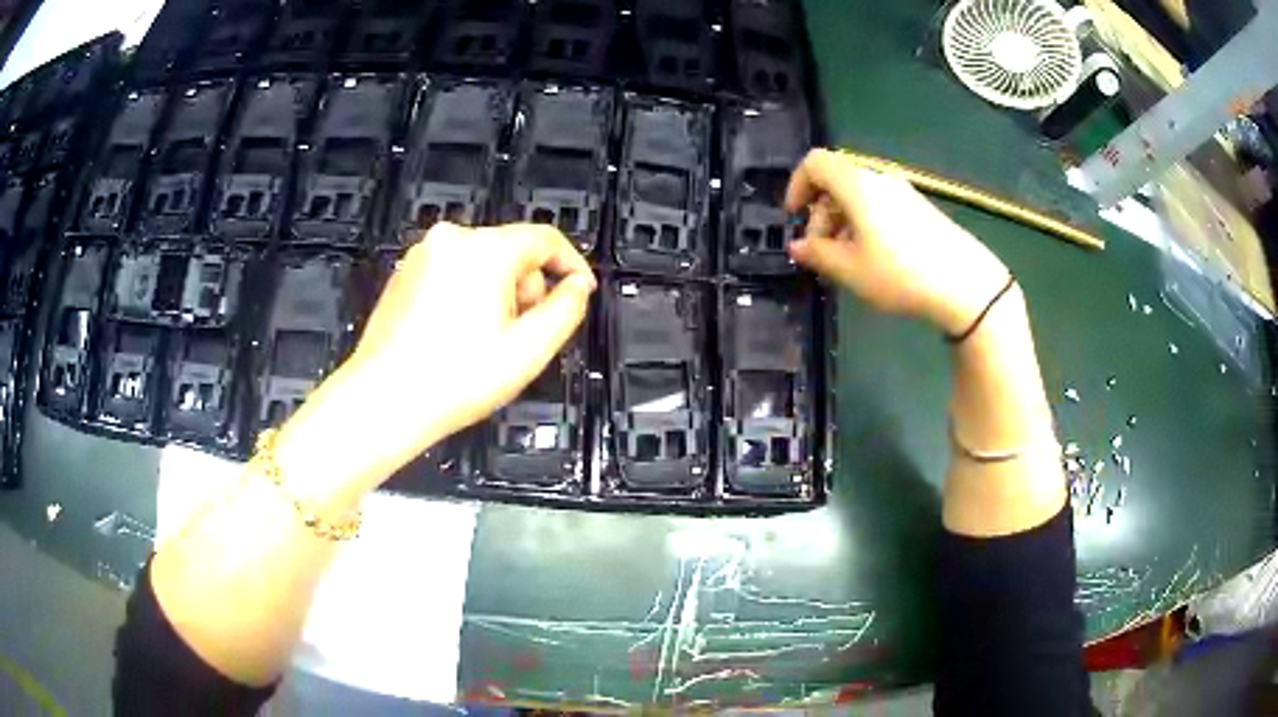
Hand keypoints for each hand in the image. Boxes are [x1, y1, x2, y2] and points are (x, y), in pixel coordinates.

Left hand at [277, 222, 594, 497]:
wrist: (383, 401)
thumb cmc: (457, 379)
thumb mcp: (529, 350)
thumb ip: (566, 309)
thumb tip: (577, 286)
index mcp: (485, 250)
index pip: (546, 238)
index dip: (572, 264)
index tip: (581, 292)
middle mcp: (451, 239)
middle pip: (512, 250)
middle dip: (526, 287)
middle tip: (520, 334)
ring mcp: (422, 255)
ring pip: (482, 262)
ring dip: (496, 293)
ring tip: (484, 340)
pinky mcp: (404, 274)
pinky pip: (452, 272)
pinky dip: (466, 295)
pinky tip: (456, 336)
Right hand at [785, 149, 1009, 335]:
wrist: (966, 284)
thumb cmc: (900, 273)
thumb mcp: (850, 270)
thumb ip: (817, 254)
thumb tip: (797, 247)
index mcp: (857, 184)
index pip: (814, 162)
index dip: (796, 185)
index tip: (794, 217)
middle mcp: (878, 179)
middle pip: (836, 181)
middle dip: (820, 213)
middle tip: (821, 252)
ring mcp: (903, 192)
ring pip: (858, 196)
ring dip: (842, 222)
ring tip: (846, 262)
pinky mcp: (920, 208)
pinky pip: (880, 205)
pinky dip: (865, 224)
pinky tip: (874, 259)